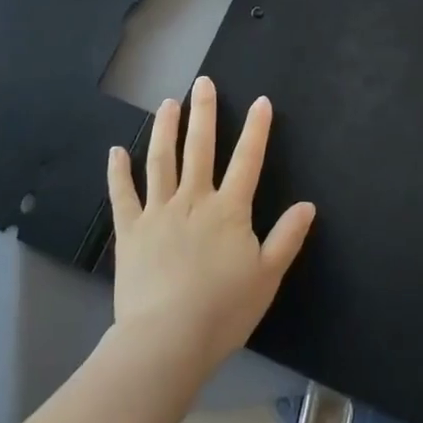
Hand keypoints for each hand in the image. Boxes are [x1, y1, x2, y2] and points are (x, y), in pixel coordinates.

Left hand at [106, 78, 315, 378]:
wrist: (167, 339)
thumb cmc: (223, 310)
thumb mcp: (267, 277)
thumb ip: (287, 238)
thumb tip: (307, 205)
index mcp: (228, 210)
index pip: (247, 160)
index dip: (256, 130)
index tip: (260, 101)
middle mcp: (193, 200)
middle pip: (200, 148)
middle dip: (204, 113)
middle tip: (203, 83)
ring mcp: (158, 212)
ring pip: (161, 160)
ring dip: (165, 129)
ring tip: (168, 103)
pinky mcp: (130, 230)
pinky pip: (122, 195)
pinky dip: (118, 172)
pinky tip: (115, 152)